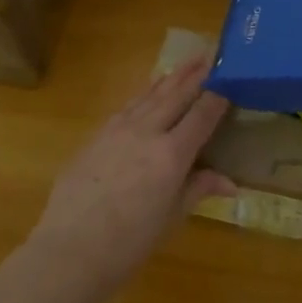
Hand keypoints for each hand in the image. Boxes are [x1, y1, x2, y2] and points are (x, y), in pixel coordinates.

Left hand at [28, 57, 233, 288]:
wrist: (71, 249)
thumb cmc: (129, 243)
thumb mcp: (171, 218)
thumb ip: (198, 189)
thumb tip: (230, 182)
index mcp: (171, 155)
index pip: (201, 115)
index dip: (217, 96)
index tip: (230, 79)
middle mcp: (146, 132)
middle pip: (175, 95)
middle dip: (195, 74)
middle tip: (211, 53)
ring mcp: (117, 130)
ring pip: (149, 95)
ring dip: (169, 78)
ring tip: (184, 63)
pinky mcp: (96, 136)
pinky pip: (126, 107)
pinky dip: (143, 95)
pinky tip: (147, 92)